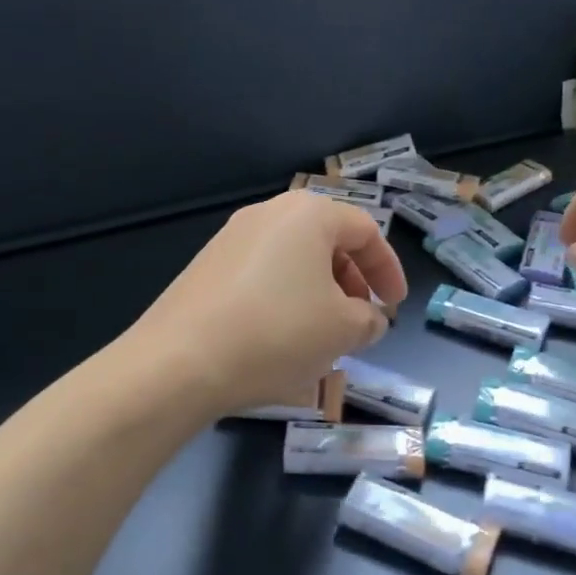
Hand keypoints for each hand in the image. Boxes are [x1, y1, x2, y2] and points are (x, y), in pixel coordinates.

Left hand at [127, 192, 407, 416]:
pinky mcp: (207, 265)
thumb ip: (370, 320)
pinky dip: (284, 296)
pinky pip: (262, 273)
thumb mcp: (343, 331)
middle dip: (352, 280)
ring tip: (323, 332)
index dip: (389, 269)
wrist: (179, 361)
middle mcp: (268, 213)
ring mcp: (232, 237)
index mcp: (309, 214)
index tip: (395, 306)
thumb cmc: (277, 334)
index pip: (366, 231)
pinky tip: (280, 336)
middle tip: (360, 318)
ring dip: (319, 290)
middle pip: (327, 240)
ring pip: (293, 258)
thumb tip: (369, 318)